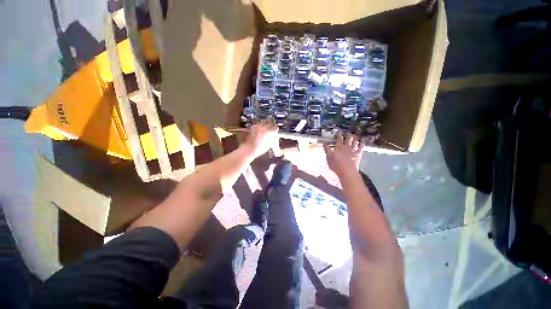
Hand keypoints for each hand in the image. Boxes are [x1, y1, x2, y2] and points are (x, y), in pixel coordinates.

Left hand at [244, 119, 278, 157]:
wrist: (250, 148)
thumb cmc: (261, 148)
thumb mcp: (270, 144)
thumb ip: (274, 138)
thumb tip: (275, 136)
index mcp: (270, 132)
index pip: (276, 128)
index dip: (276, 130)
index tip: (275, 132)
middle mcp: (264, 127)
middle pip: (270, 123)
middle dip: (271, 126)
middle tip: (270, 130)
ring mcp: (258, 126)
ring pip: (264, 122)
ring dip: (265, 125)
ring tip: (264, 130)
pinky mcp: (253, 127)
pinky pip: (258, 125)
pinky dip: (259, 127)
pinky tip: (259, 131)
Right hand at [323, 131, 364, 177]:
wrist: (347, 171)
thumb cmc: (336, 165)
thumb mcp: (328, 158)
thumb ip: (327, 150)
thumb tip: (324, 143)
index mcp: (339, 147)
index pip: (339, 139)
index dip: (339, 134)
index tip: (339, 130)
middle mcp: (346, 147)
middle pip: (348, 138)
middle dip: (348, 135)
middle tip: (348, 132)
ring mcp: (353, 150)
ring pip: (355, 141)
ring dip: (355, 138)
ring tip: (355, 136)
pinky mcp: (358, 154)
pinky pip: (361, 147)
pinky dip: (362, 143)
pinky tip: (363, 141)